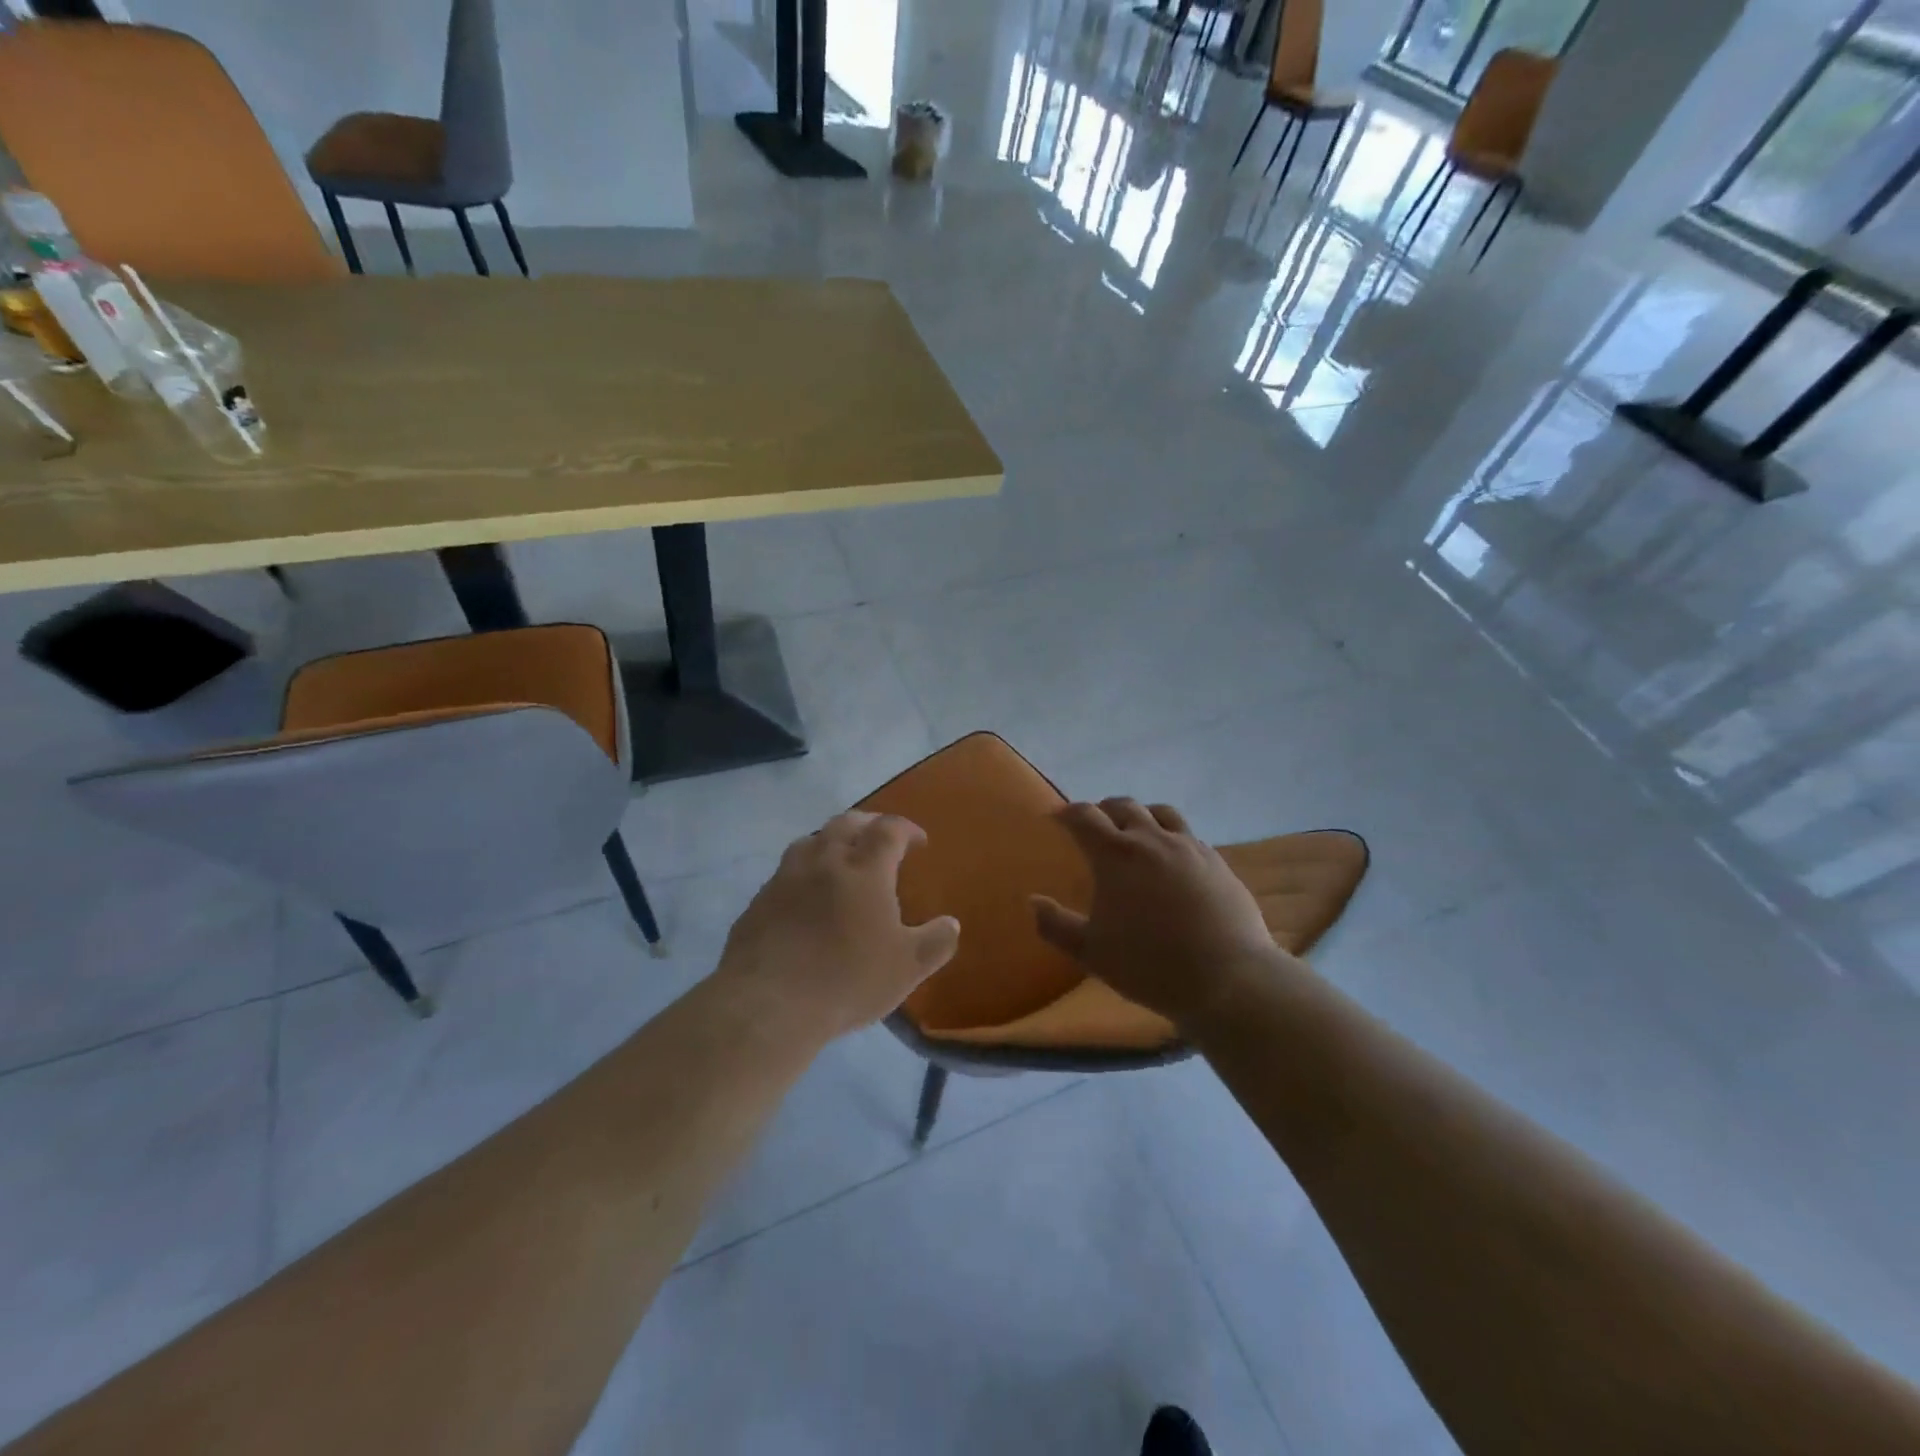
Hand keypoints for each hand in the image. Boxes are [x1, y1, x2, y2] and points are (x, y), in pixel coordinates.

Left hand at [717, 812, 960, 1045]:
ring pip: (811, 841)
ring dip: (831, 842)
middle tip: (881, 839)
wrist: (768, 1004)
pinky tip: (806, 897)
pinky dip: (804, 872)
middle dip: (869, 825)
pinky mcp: (759, 901)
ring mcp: (786, 878)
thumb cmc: (847, 980)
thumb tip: (951, 924)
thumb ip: (936, 942)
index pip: (889, 830)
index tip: (918, 842)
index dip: (907, 829)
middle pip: (847, 823)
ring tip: (841, 860)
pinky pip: (786, 872)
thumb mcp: (907, 967)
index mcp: (864, 869)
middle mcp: (824, 861)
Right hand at [1032, 798, 1295, 1030]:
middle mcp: (1151, 839)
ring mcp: (1188, 847)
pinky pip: (1188, 834)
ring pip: (1159, 812)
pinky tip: (1172, 857)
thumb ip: (1056, 925)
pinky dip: (1170, 835)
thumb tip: (1033, 901)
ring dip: (1140, 815)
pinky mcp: (1216, 861)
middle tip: (1093, 824)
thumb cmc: (1150, 965)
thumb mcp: (1091, 953)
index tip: (1057, 817)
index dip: (1067, 813)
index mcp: (1115, 855)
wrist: (1228, 978)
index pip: (1085, 817)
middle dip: (1102, 810)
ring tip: (1135, 830)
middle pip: (1123, 806)